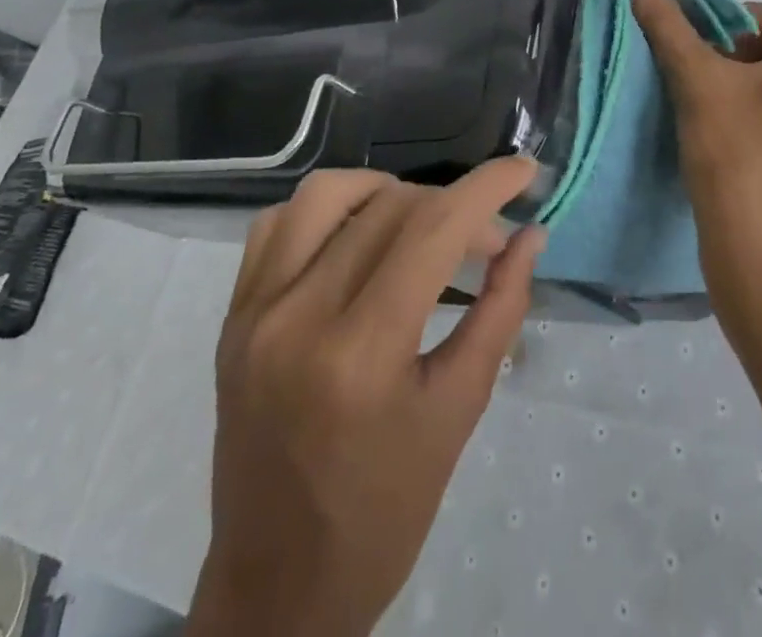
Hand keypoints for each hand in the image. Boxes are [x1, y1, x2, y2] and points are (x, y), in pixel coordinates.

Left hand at [189, 159, 545, 636]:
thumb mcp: (459, 410)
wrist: (277, 590)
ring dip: (386, 192)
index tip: (524, 169)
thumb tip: (529, 236)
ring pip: (326, 195)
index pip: (433, 230)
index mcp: (360, 355)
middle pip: (389, 208)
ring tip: (421, 224)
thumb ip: (501, 310)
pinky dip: (327, 211)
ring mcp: (254, 314)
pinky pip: (277, 225)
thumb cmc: (385, 513)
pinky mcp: (232, 318)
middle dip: (453, 207)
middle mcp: (297, 318)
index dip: (486, 187)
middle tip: (486, 242)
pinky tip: (357, 236)